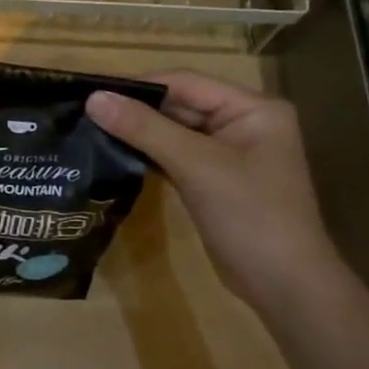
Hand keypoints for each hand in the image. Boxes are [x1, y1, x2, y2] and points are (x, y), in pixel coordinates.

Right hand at [87, 71, 340, 308]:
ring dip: (138, 133)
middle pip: (180, 105)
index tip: (92, 92)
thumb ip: (144, 128)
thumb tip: (93, 98)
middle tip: (84, 112)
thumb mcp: (196, 165)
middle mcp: (243, 123)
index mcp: (252, 108)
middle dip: (136, 110)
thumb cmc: (249, 215)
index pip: (186, 82)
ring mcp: (229, 154)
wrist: (284, 286)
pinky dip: (149, 155)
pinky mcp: (214, 180)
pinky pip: (176, 156)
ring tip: (90, 130)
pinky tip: (115, 155)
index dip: (139, 85)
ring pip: (174, 132)